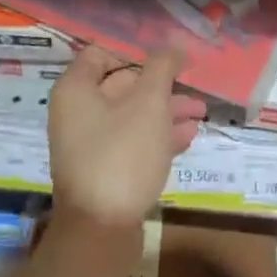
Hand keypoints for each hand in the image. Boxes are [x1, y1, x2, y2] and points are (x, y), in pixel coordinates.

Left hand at [48, 44, 204, 236]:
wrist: (102, 229)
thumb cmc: (123, 154)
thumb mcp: (149, 103)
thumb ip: (162, 68)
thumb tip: (174, 47)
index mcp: (76, 90)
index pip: (102, 53)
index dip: (136, 52)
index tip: (169, 60)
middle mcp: (76, 113)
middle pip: (121, 85)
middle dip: (160, 85)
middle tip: (194, 89)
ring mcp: (89, 144)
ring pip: (131, 116)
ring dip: (165, 111)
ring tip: (200, 114)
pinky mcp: (104, 170)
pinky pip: (132, 142)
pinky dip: (158, 136)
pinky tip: (187, 138)